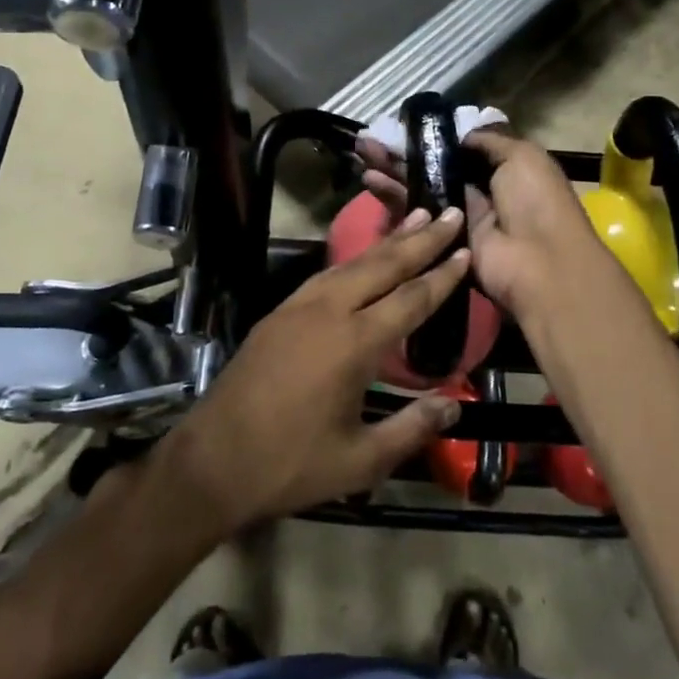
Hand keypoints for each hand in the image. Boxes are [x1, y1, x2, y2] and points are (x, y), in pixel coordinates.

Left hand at [159, 208, 469, 534]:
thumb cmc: (290, 464)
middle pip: (383, 265)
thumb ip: (411, 429)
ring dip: (386, 242)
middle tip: (448, 213)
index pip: (410, 299)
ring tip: (414, 220)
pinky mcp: (279, 312)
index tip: (466, 249)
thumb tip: (454, 407)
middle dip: (419, 239)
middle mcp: (328, 311)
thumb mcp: (360, 461)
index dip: (442, 275)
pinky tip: (363, 260)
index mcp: (354, 344)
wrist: (213, 459)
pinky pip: (326, 274)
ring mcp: (299, 306)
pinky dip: (354, 260)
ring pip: (352, 263)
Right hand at [356, 129, 618, 327]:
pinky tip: (370, 179)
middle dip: (403, 150)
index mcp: (502, 168)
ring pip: (419, 187)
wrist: (539, 262)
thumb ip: (488, 140)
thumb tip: (459, 134)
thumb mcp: (522, 156)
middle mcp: (478, 189)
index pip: (460, 148)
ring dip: (392, 169)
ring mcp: (458, 216)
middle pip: (434, 166)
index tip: (404, 124)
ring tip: (362, 152)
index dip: (433, 136)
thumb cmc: (535, 201)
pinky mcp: (441, 239)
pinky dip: (392, 195)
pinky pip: (415, 212)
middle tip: (370, 137)